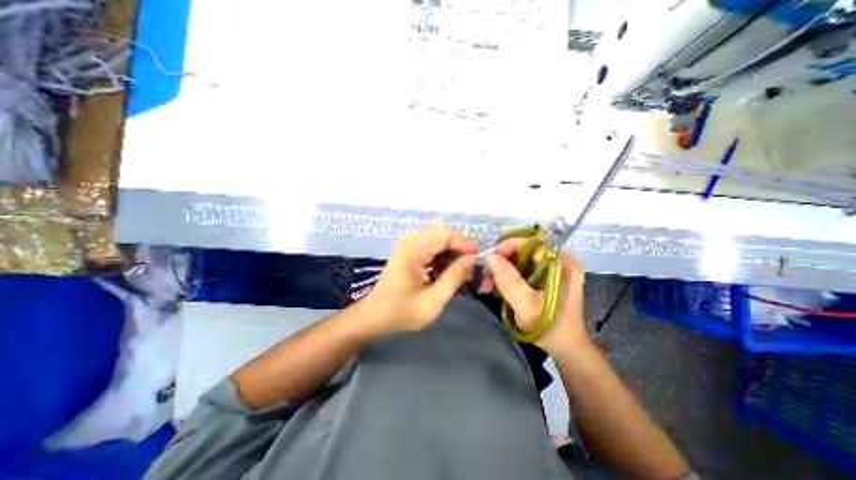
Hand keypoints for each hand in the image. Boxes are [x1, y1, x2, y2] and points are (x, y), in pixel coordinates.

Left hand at [362, 223, 477, 335]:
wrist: (374, 316)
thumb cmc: (402, 312)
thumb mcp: (434, 300)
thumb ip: (455, 277)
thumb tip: (471, 259)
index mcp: (414, 250)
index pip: (446, 234)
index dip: (464, 243)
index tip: (476, 260)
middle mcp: (411, 242)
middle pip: (443, 234)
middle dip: (459, 249)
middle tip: (468, 269)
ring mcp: (408, 246)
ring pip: (438, 240)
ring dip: (451, 254)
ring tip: (458, 274)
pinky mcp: (409, 252)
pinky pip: (431, 247)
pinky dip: (441, 258)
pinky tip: (444, 273)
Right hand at [478, 238, 592, 355]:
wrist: (565, 348)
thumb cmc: (550, 328)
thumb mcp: (527, 306)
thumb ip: (508, 281)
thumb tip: (489, 257)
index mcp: (563, 263)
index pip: (532, 243)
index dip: (509, 247)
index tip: (490, 259)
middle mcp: (559, 261)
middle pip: (524, 251)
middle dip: (502, 262)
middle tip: (486, 275)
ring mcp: (552, 269)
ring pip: (520, 261)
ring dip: (502, 270)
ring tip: (488, 284)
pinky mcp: (545, 278)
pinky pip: (522, 270)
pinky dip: (507, 276)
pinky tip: (497, 287)